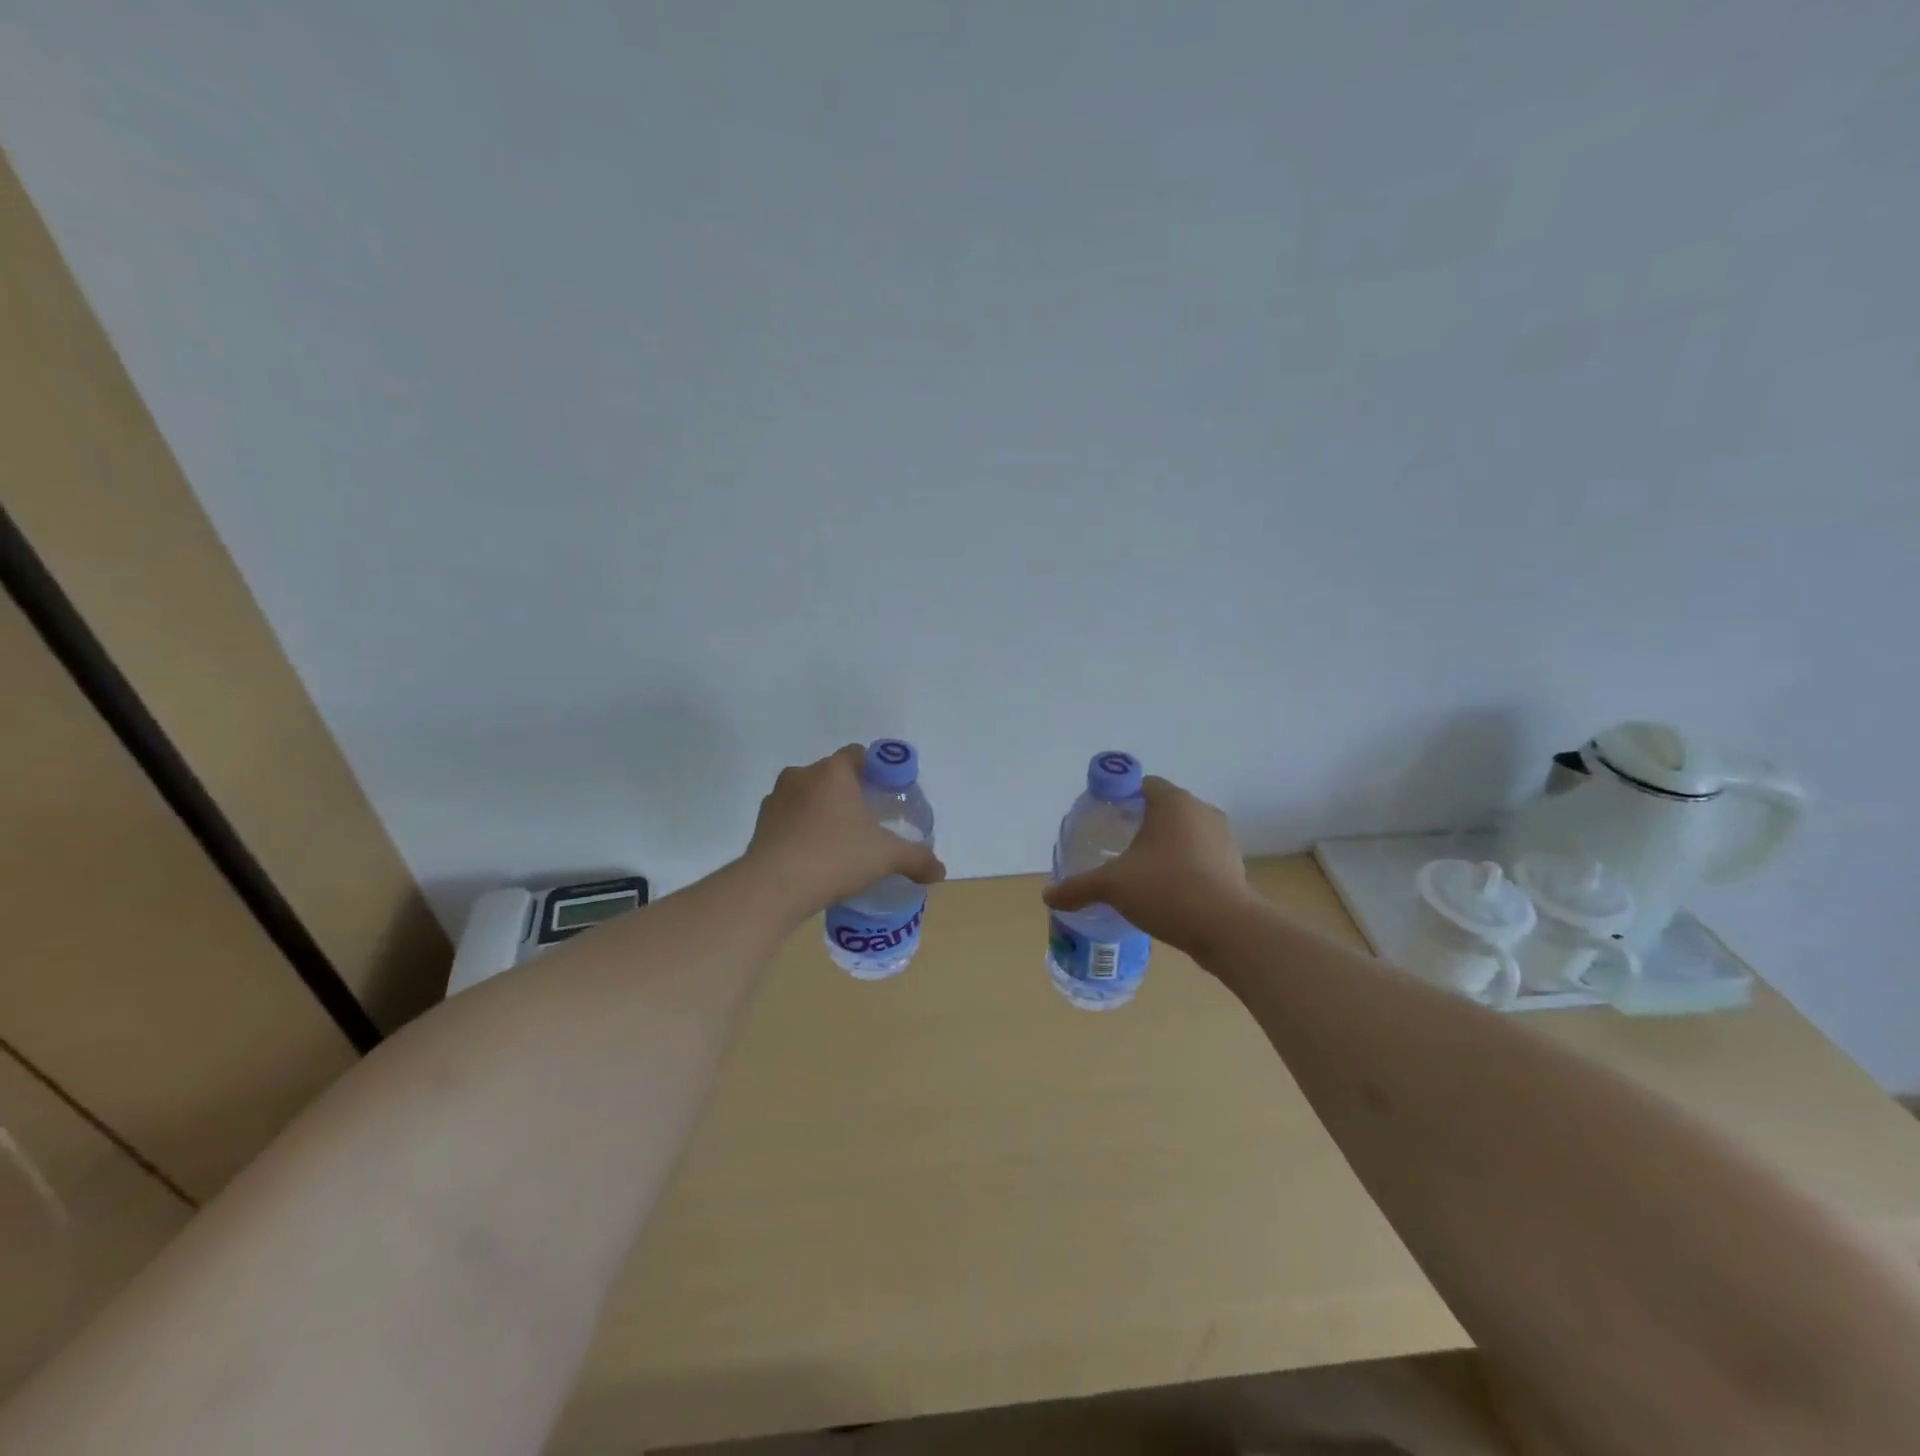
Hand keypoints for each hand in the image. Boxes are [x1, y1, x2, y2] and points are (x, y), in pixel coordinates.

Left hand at [744, 745, 945, 917]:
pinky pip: (788, 820)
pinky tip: (814, 857)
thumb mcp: (886, 857)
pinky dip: (801, 831)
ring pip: (807, 797)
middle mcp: (802, 776)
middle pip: (832, 776)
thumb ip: (916, 859)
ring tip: (839, 843)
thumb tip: (940, 871)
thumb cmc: (835, 857)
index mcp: (833, 772)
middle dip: (849, 794)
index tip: (885, 794)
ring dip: (822, 812)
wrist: (774, 887)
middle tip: (867, 822)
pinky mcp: (760, 824)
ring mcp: (776, 799)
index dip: (875, 770)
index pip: (857, 755)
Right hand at [1041, 777, 1252, 952]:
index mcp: (1172, 801)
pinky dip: (1183, 865)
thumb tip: (1048, 896)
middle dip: (1140, 823)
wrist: (1226, 928)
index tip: (1104, 820)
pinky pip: (1200, 856)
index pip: (1142, 784)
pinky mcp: (1233, 865)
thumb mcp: (1112, 886)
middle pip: (1163, 808)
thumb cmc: (1165, 889)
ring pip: (1184, 833)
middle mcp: (1201, 810)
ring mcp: (1222, 838)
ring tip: (1139, 871)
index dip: (1120, 798)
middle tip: (1115, 846)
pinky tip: (1166, 890)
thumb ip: (1078, 887)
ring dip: (1163, 846)